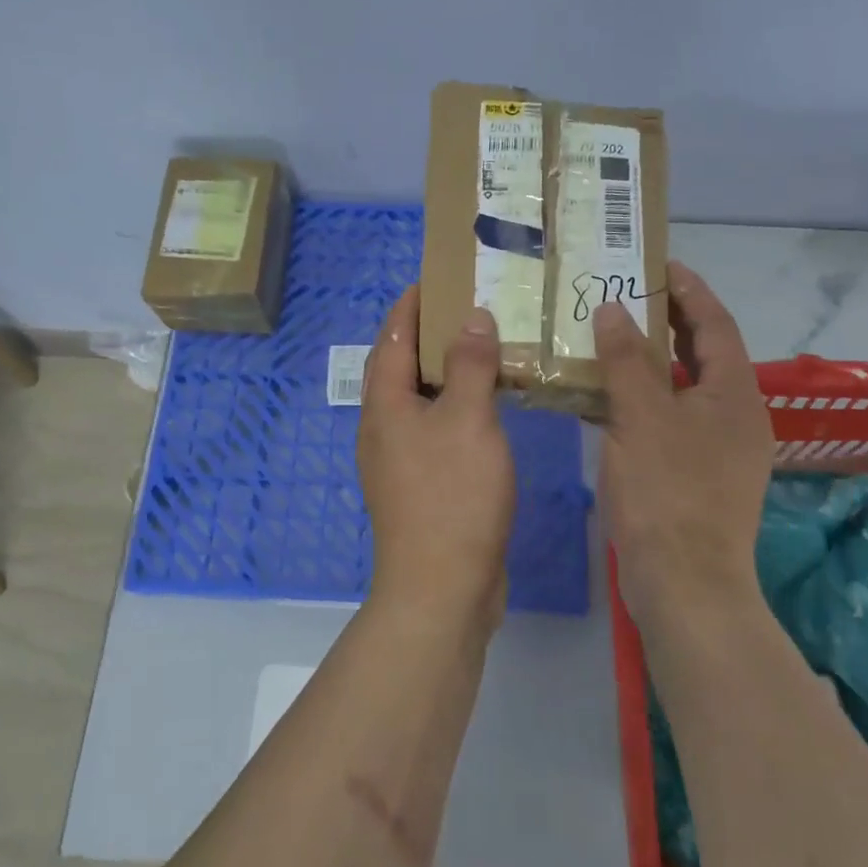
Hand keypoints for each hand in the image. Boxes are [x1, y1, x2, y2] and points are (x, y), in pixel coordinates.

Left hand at [358, 286, 517, 624]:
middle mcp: (382, 427)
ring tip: (481, 349)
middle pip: (398, 366)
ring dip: (443, 371)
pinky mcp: (419, 484)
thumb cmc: (452, 495)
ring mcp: (398, 459)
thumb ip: (470, 364)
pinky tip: (485, 408)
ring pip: (418, 399)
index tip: (434, 278)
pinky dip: (454, 406)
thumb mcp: (468, 419)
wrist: (441, 588)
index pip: (391, 337)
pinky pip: (433, 428)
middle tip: (467, 309)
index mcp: (384, 404)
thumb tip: (471, 317)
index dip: (410, 305)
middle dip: (426, 334)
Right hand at [595, 260, 775, 632]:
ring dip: (653, 360)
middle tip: (627, 295)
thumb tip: (613, 308)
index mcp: (734, 394)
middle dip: (670, 321)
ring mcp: (718, 449)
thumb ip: (628, 358)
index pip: (715, 323)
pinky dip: (645, 398)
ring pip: (684, 387)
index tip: (658, 264)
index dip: (689, 290)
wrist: (684, 585)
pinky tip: (608, 396)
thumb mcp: (641, 416)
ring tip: (612, 336)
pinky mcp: (697, 475)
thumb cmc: (667, 491)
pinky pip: (671, 417)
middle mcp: (735, 415)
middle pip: (704, 353)